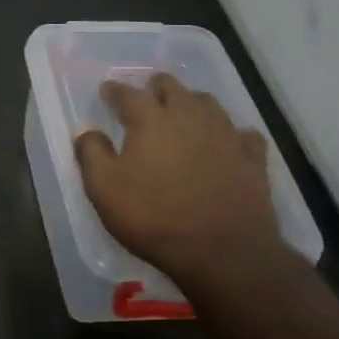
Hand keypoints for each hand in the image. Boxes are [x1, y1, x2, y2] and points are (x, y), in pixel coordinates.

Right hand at [74, 74, 286, 294]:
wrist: (222, 251)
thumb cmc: (153, 217)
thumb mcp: (104, 189)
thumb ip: (91, 153)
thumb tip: (86, 130)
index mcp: (151, 120)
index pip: (128, 94)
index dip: (114, 90)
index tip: (106, 90)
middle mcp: (189, 117)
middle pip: (173, 87)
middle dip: (156, 87)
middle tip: (147, 95)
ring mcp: (226, 135)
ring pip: (209, 103)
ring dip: (192, 102)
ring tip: (183, 111)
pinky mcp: (252, 158)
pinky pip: (243, 134)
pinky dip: (231, 133)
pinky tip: (227, 141)